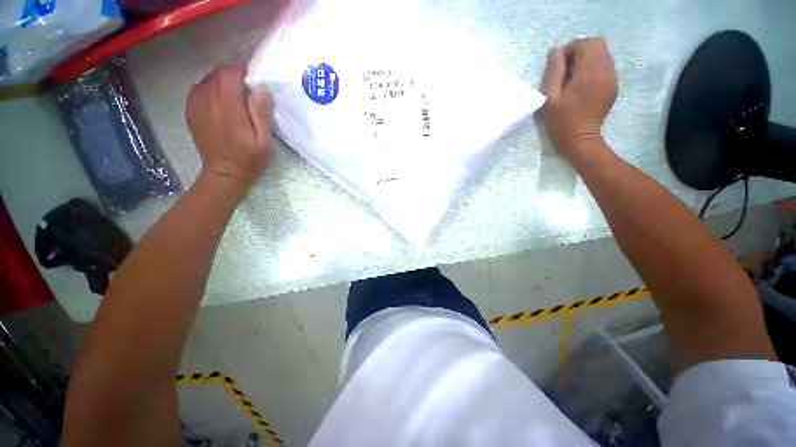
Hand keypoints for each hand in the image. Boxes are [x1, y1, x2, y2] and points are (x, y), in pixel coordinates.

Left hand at [186, 66, 273, 189]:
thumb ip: (261, 113)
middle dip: (234, 77)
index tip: (255, 84)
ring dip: (222, 84)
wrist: (224, 173)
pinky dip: (212, 91)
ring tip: (235, 99)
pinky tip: (221, 105)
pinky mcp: (191, 111)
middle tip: (248, 92)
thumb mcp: (264, 140)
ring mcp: (195, 105)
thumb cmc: (248, 158)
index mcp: (227, 106)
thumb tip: (260, 89)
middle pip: (217, 73)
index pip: (230, 73)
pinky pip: (200, 90)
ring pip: (208, 80)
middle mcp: (207, 100)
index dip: (244, 73)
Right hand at [542, 38, 617, 154]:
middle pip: (597, 45)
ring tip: (573, 78)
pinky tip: (582, 84)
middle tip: (566, 70)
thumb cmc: (561, 121)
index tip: (559, 66)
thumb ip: (554, 72)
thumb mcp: (550, 98)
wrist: (580, 140)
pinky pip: (605, 65)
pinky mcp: (613, 85)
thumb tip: (556, 51)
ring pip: (603, 54)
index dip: (570, 50)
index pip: (585, 44)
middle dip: (579, 51)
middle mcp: (605, 71)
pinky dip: (593, 68)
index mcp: (589, 74)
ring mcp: (612, 78)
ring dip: (586, 59)